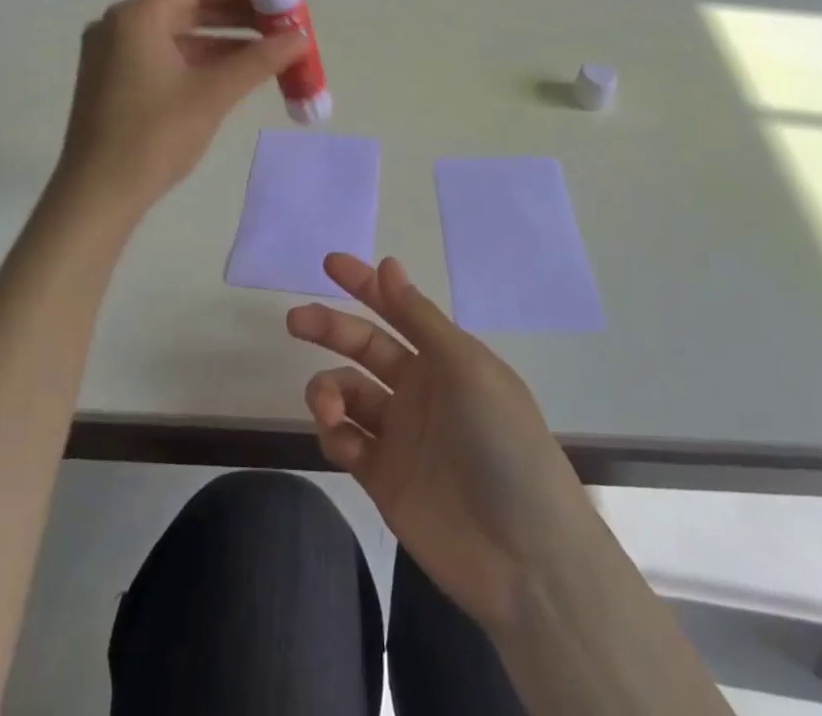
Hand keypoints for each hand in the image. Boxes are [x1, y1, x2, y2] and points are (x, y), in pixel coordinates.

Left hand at [55, 0, 307, 211]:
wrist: (96, 196)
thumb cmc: (154, 136)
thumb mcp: (213, 94)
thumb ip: (260, 60)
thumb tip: (301, 37)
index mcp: (136, 16)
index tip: (277, 2)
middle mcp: (120, 25)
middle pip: (187, 6)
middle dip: (235, 15)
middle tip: (277, 27)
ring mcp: (113, 54)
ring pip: (177, 33)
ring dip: (221, 40)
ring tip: (266, 52)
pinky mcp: (114, 81)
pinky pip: (164, 55)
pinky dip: (199, 60)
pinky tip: (233, 74)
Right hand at [286, 253, 594, 633]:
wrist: (525, 558)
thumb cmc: (504, 445)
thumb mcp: (468, 369)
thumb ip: (421, 319)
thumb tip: (387, 264)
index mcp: (446, 358)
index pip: (398, 310)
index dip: (366, 285)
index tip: (329, 263)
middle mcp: (419, 389)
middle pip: (364, 347)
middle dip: (330, 328)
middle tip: (295, 319)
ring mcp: (400, 434)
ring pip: (347, 394)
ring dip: (328, 390)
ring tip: (328, 406)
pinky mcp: (383, 478)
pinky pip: (345, 441)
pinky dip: (335, 434)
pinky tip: (343, 442)